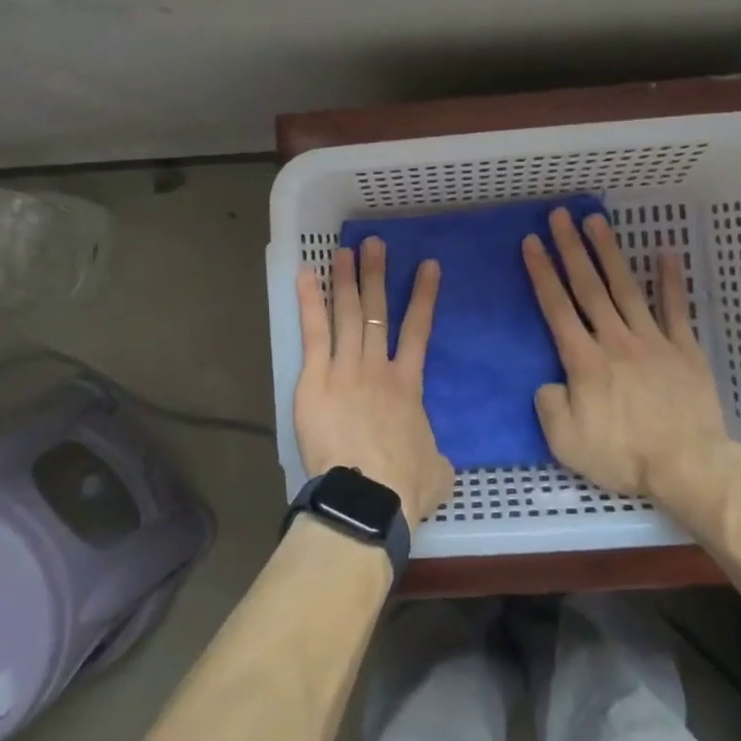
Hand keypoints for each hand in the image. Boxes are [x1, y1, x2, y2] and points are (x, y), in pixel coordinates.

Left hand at [293, 238, 452, 529]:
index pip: (418, 331)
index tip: (428, 266)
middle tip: (374, 244)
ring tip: (344, 250)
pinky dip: (310, 301)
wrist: (368, 497)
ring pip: (347, 314)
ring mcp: (345, 369)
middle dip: (376, 275)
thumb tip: (435, 460)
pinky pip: (313, 332)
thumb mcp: (436, 471)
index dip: (423, 297)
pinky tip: (305, 274)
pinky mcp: (316, 378)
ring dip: (346, 280)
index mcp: (408, 386)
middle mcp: (377, 368)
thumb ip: (435, 456)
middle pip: (377, 312)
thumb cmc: (404, 487)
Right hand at [522, 207, 740, 505]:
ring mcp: (652, 340)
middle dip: (571, 248)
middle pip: (588, 287)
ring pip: (625, 288)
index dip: (542, 272)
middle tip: (560, 215)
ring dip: (609, 252)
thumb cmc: (623, 455)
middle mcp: (614, 339)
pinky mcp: (683, 349)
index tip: (532, 242)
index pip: (556, 307)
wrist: (687, 465)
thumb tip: (549, 382)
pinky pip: (675, 308)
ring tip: (596, 221)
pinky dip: (670, 280)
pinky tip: (665, 252)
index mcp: (583, 360)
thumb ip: (548, 405)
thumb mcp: (565, 441)